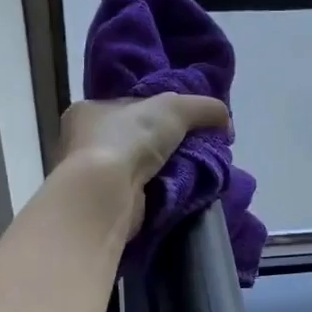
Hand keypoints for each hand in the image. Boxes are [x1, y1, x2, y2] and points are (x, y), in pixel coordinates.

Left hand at [58, 94, 230, 237]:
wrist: (107, 193)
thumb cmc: (129, 139)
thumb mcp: (175, 107)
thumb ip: (204, 107)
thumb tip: (227, 123)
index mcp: (88, 111)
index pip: (130, 107)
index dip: (159, 112)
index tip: (186, 122)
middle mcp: (84, 143)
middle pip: (137, 138)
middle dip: (166, 144)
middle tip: (198, 149)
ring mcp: (94, 177)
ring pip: (141, 168)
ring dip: (167, 170)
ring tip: (197, 171)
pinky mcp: (106, 205)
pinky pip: (142, 193)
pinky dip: (161, 192)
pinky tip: (182, 191)